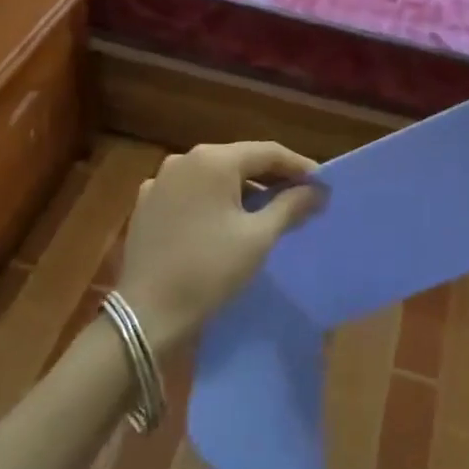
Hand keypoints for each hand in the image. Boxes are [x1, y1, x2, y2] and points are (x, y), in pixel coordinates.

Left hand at [114, 141, 322, 354]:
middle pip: (239, 159)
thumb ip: (291, 206)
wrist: (146, 316)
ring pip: (213, 175)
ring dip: (242, 188)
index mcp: (213, 160)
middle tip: (299, 197)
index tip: (321, 184)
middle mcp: (184, 159)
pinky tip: (223, 221)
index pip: (267, 152)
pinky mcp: (146, 204)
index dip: (298, 166)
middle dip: (271, 177)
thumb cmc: (209, 270)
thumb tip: (317, 191)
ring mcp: (160, 180)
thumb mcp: (258, 238)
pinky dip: (212, 200)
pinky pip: (189, 192)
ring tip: (265, 210)